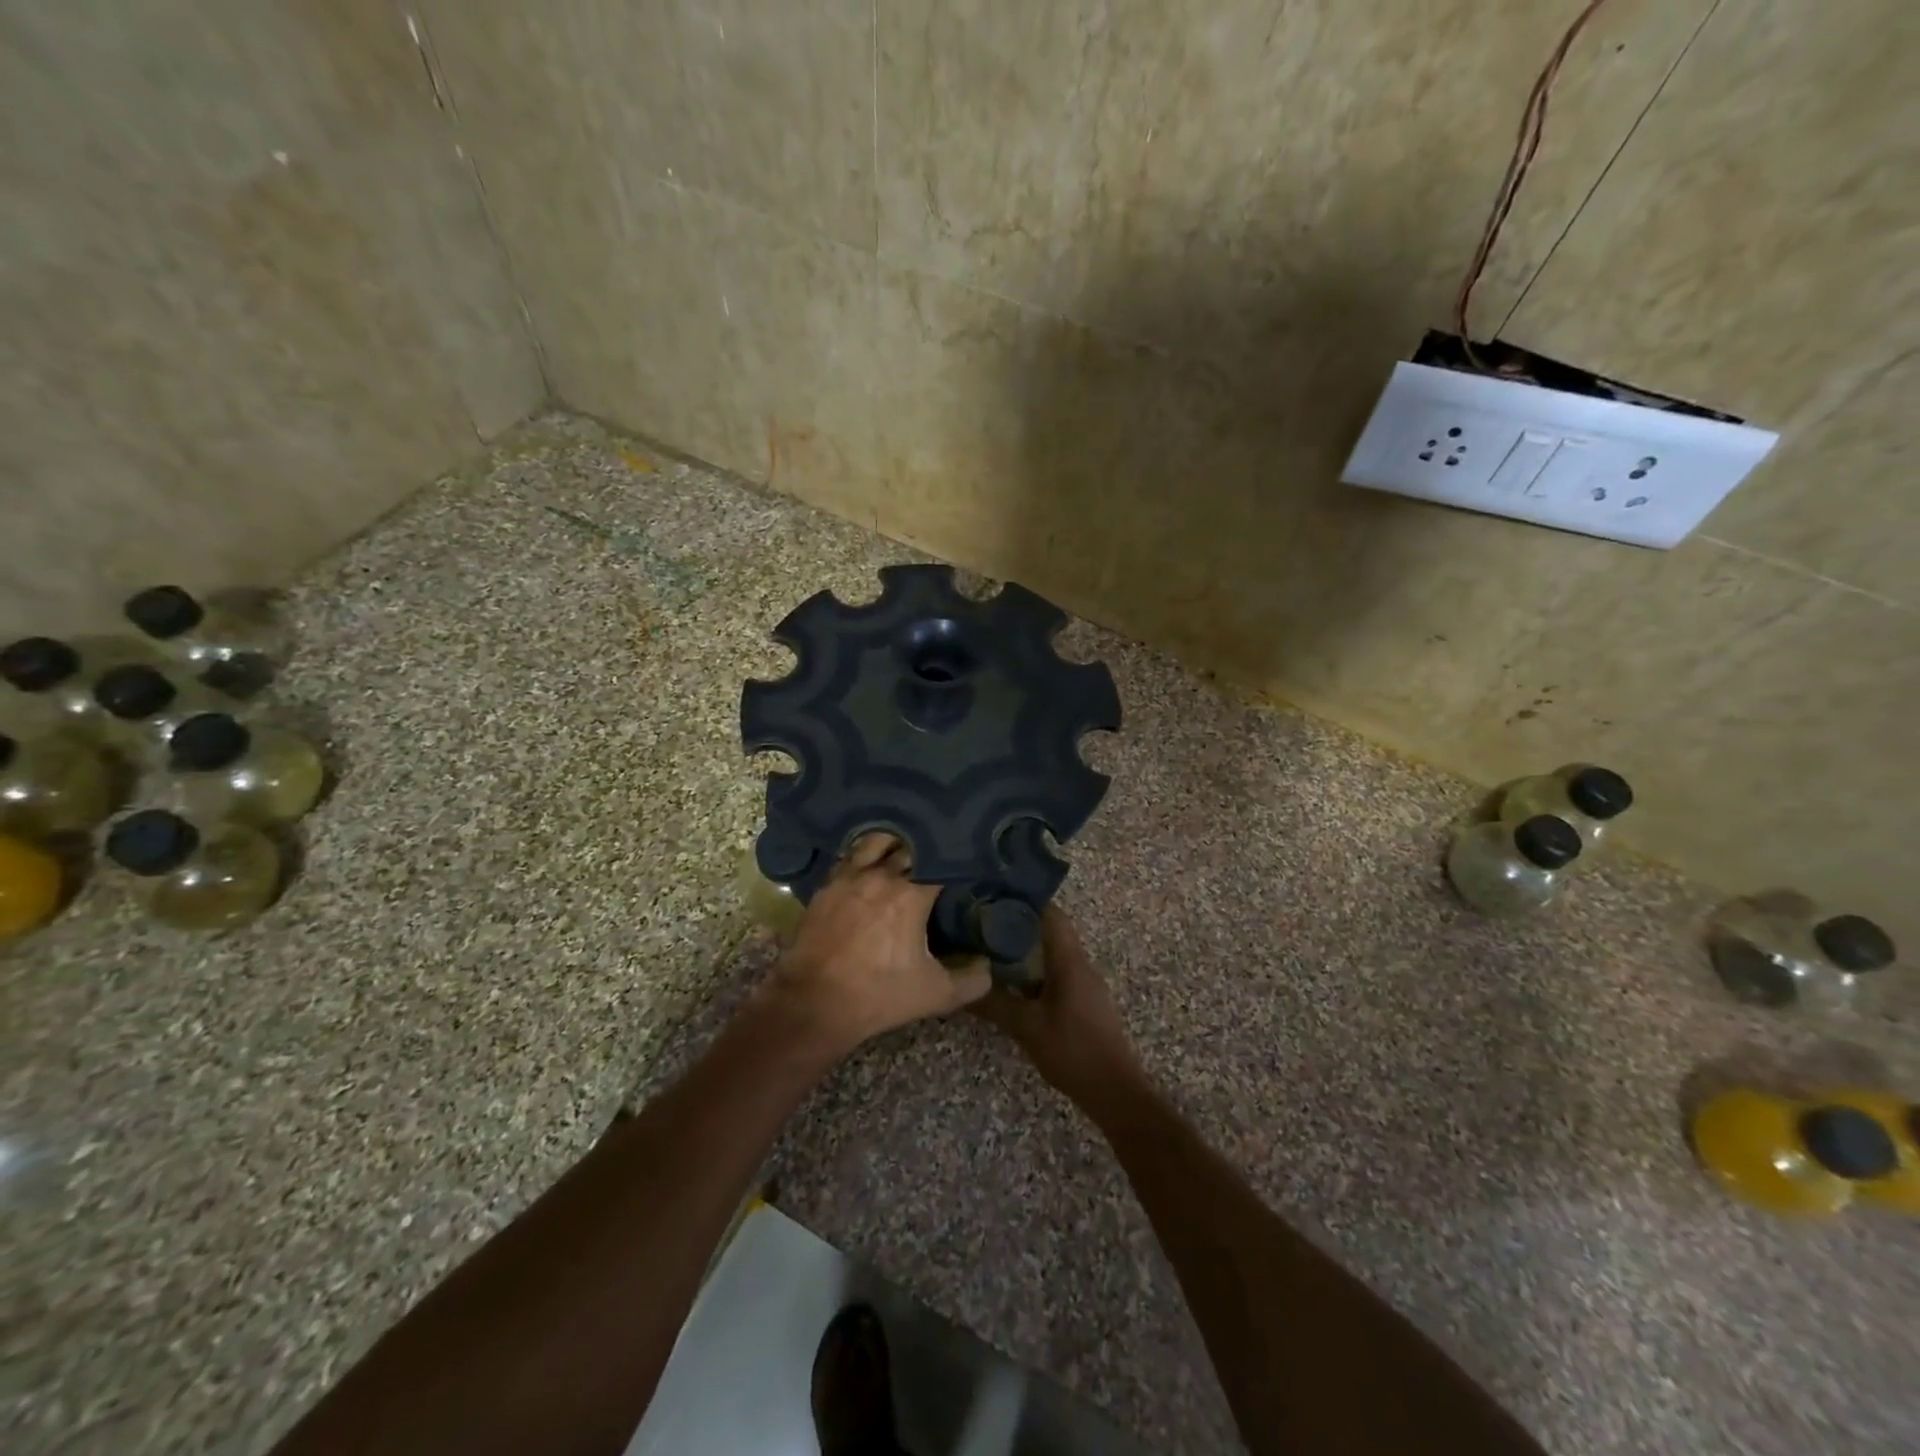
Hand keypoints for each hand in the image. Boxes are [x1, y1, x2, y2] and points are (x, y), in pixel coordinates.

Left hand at [757, 833, 990, 1057]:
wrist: (814, 1003)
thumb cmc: (879, 996)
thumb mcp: (935, 995)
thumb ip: (971, 980)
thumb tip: (987, 965)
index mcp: (912, 894)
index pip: (941, 861)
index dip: (954, 859)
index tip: (963, 864)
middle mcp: (881, 875)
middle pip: (909, 846)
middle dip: (926, 849)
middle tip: (938, 856)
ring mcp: (849, 877)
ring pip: (876, 842)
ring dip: (893, 843)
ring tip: (904, 850)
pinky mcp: (826, 887)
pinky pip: (849, 859)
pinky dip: (864, 857)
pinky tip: (870, 865)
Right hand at [973, 906, 1145, 1106]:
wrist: (1116, 1092)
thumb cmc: (1073, 1051)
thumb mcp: (1027, 1027)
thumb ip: (995, 1004)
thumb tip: (961, 986)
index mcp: (1070, 961)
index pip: (1051, 915)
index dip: (1025, 900)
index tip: (994, 894)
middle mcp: (1080, 965)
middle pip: (1051, 931)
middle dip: (1019, 923)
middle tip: (983, 922)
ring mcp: (1084, 985)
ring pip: (1053, 954)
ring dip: (1026, 948)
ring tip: (990, 948)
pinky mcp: (1083, 1003)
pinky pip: (1056, 974)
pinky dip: (1034, 970)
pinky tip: (1011, 983)